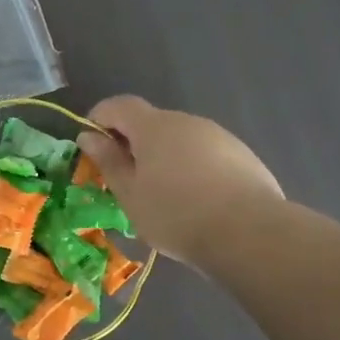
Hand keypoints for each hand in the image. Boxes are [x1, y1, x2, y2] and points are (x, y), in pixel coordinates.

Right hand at [77, 96, 285, 269]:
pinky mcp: (242, 155)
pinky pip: (204, 154)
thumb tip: (89, 136)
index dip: (99, 118)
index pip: (119, 105)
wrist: (250, 233)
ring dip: (163, 157)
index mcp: (154, 127)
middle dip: (132, 143)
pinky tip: (195, 200)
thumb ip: (108, 161)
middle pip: (150, 122)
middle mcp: (187, 122)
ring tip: (162, 195)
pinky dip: (190, 168)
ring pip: (179, 139)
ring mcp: (219, 136)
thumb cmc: (176, 214)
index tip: (91, 145)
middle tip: (124, 178)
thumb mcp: (129, 193)